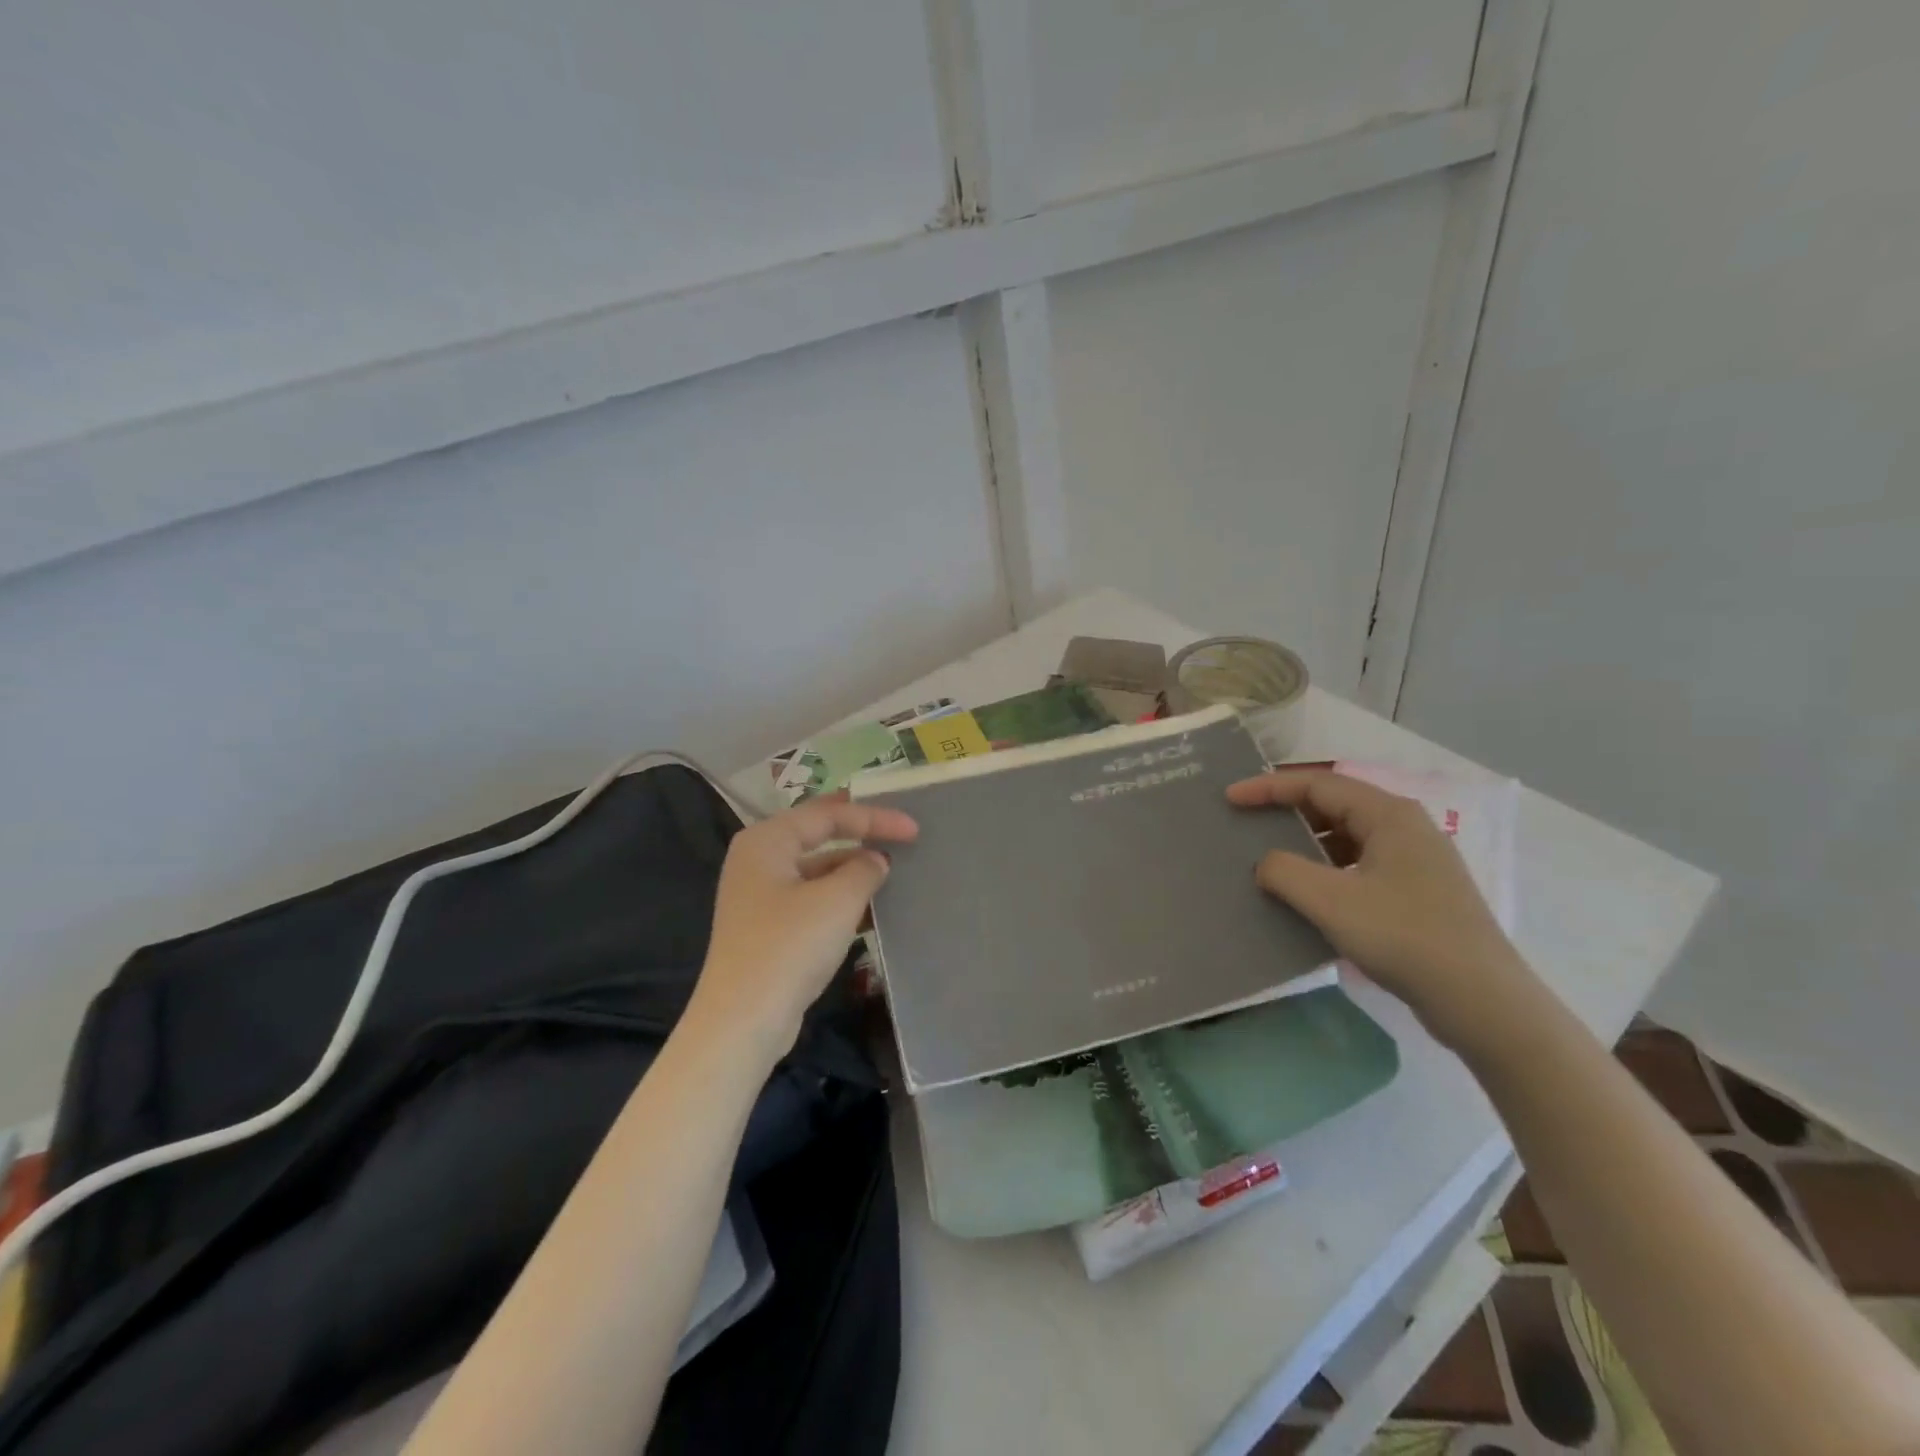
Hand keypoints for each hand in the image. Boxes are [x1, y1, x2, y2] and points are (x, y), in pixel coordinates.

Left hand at [689, 795, 918, 1059]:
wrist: (743, 1020)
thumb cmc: (790, 946)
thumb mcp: (837, 900)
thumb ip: (864, 869)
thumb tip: (876, 860)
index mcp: (767, 840)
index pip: (828, 814)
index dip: (874, 817)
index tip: (914, 830)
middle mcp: (758, 859)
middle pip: (818, 835)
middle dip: (860, 833)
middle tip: (899, 830)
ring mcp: (760, 895)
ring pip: (816, 869)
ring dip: (853, 868)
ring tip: (892, 871)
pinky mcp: (767, 927)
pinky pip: (811, 898)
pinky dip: (840, 897)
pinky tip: (871, 908)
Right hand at [1227, 768, 1531, 1049]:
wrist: (1482, 1002)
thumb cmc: (1404, 938)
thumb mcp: (1331, 901)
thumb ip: (1284, 871)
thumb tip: (1265, 863)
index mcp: (1389, 815)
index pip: (1317, 784)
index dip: (1268, 787)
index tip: (1230, 798)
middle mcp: (1405, 828)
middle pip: (1333, 805)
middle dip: (1286, 812)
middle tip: (1246, 823)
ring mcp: (1415, 862)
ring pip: (1346, 838)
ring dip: (1305, 844)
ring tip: (1267, 860)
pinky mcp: (1417, 894)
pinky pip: (1358, 866)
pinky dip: (1325, 871)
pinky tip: (1305, 895)